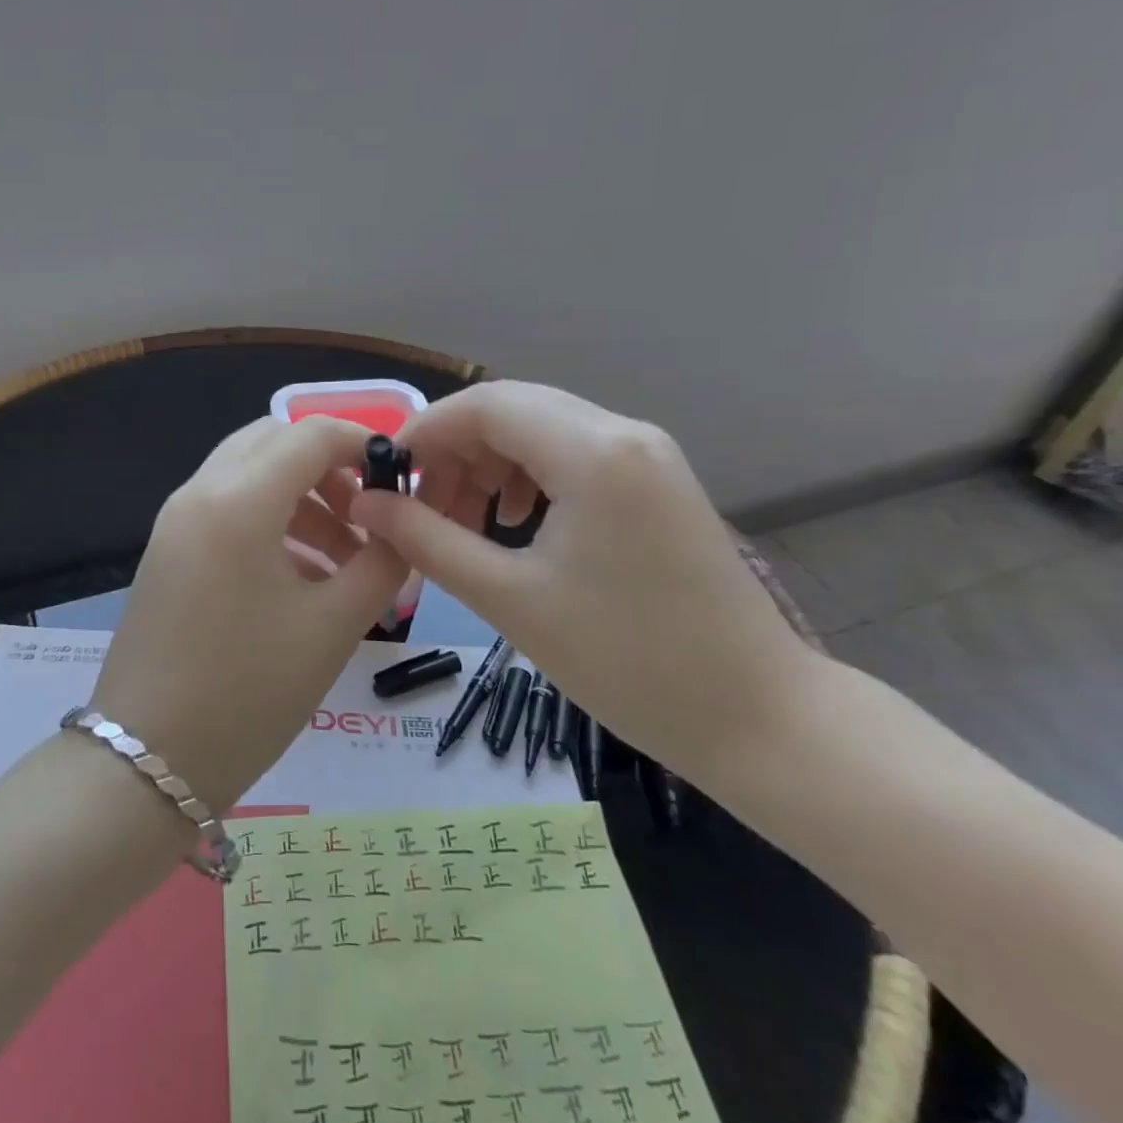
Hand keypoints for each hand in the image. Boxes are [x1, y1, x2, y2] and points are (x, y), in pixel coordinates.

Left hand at [91, 415, 410, 812]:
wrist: (147, 761)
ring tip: (344, 560)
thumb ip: (381, 563)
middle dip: (327, 467)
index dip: (361, 442)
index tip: (399, 478)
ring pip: (248, 473)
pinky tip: (301, 576)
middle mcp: (199, 493)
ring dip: (300, 497)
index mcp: (238, 501)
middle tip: (366, 516)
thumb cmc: (248, 693)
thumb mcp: (333, 627)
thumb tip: (401, 528)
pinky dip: (269, 519)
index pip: (309, 433)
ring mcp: (175, 521)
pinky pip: (226, 507)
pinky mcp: (167, 550)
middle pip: (273, 441)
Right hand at [347, 381, 815, 773]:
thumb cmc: (626, 662)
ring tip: (463, 522)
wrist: (757, 717)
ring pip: (540, 429)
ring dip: (488, 464)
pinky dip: (527, 476)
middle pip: (512, 409)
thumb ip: (427, 540)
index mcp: (593, 452)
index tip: (386, 478)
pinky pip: (572, 454)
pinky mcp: (656, 480)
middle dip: (454, 451)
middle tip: (421, 510)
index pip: (485, 404)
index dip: (425, 432)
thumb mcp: (509, 599)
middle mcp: (624, 433)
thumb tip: (364, 504)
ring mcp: (648, 454)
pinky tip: (515, 523)